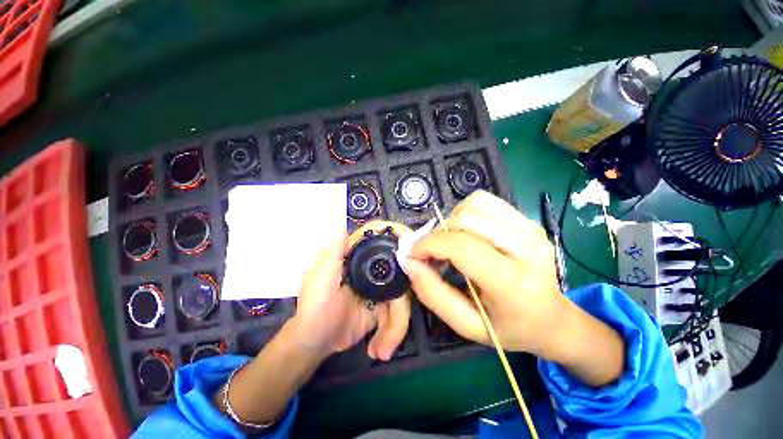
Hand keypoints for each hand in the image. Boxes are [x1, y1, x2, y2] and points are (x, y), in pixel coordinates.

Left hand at [289, 222, 410, 360]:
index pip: (378, 237)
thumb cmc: (313, 309)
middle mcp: (372, 267)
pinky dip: (392, 331)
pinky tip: (381, 349)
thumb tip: (340, 225)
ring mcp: (381, 286)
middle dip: (403, 298)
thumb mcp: (318, 282)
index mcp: (355, 255)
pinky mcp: (385, 305)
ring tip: (383, 349)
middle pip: (400, 269)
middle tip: (400, 320)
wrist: (316, 343)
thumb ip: (331, 255)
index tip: (412, 246)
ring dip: (396, 325)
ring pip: (402, 295)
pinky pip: (398, 313)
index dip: (396, 235)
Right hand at [404, 190, 566, 355]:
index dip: (429, 245)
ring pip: (474, 205)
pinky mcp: (528, 220)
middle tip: (433, 253)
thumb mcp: (467, 325)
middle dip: (438, 234)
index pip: (461, 247)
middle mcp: (526, 248)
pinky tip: (467, 231)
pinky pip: (485, 201)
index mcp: (513, 283)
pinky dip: (466, 211)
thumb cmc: (510, 328)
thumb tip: (410, 263)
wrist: (553, 318)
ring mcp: (530, 229)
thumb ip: (434, 295)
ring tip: (451, 242)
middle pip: (465, 220)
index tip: (414, 254)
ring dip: (451, 221)